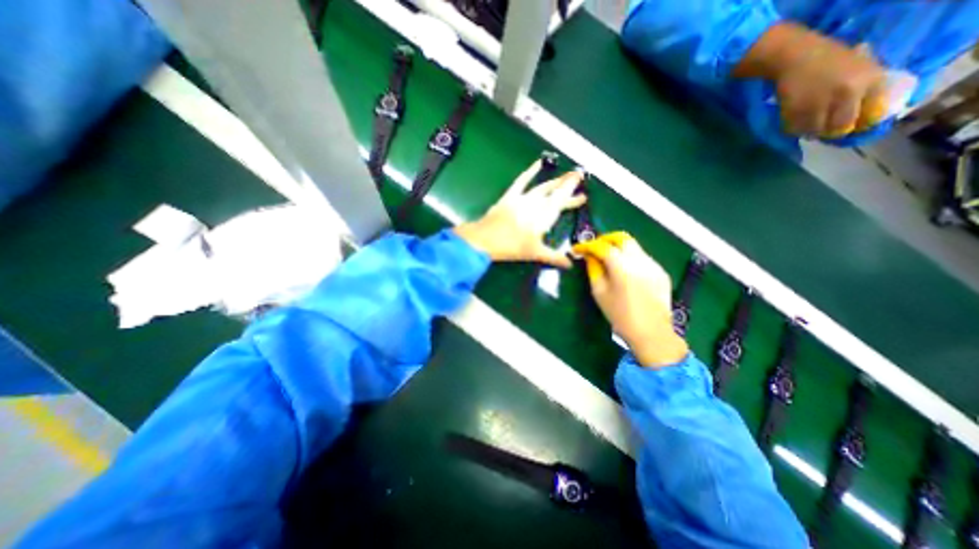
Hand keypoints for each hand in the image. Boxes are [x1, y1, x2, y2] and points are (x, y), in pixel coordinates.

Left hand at [454, 162, 583, 267]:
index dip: (573, 197)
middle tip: (579, 179)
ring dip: (555, 181)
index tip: (583, 193)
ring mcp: (523, 198)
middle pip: (555, 193)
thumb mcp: (535, 253)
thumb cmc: (512, 247)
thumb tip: (570, 265)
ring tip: (565, 177)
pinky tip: (537, 163)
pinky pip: (521, 180)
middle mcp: (537, 203)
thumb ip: (555, 257)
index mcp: (545, 216)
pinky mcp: (510, 195)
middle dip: (567, 186)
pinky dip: (530, 171)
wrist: (486, 239)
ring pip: (543, 187)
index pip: (562, 202)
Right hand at [576, 231, 686, 368]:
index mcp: (622, 266)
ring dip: (617, 248)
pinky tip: (624, 271)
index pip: (602, 246)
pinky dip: (629, 258)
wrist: (652, 333)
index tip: (576, 250)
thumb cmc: (620, 315)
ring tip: (607, 259)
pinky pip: (642, 258)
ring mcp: (653, 265)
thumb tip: (589, 257)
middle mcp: (640, 260)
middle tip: (593, 248)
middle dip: (604, 239)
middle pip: (621, 238)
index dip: (587, 246)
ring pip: (633, 246)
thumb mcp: (600, 293)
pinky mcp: (661, 272)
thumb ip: (593, 270)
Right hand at [733, 24, 887, 136]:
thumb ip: (867, 88)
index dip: (861, 124)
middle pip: (841, 127)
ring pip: (815, 130)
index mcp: (869, 81)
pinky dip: (794, 129)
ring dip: (811, 131)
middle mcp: (847, 94)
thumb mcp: (862, 67)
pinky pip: (795, 128)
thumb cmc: (831, 60)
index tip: (851, 127)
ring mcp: (817, 104)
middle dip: (833, 131)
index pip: (872, 114)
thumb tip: (865, 116)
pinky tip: (794, 122)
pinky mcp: (793, 112)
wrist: (796, 57)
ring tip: (807, 126)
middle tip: (825, 130)